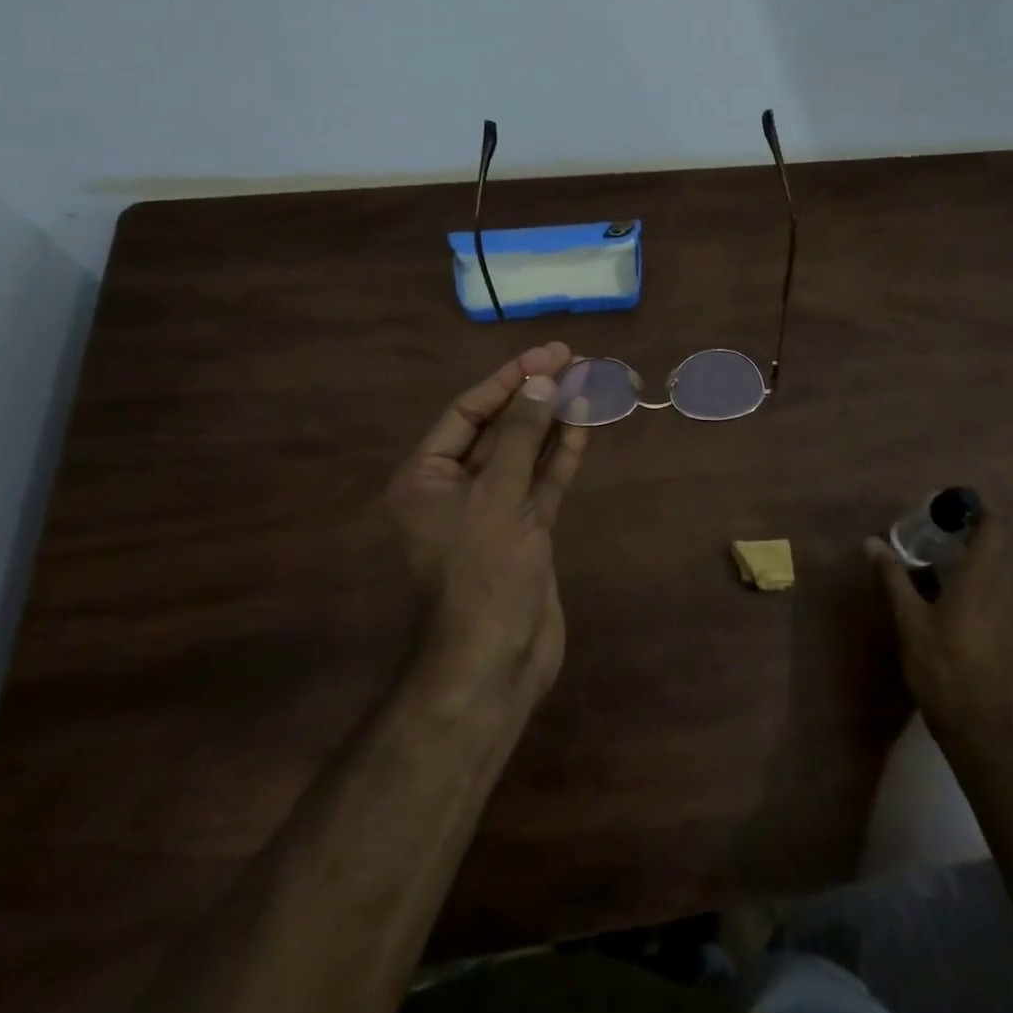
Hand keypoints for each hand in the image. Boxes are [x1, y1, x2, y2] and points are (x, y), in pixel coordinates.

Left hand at [385, 343, 589, 702]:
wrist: (497, 658)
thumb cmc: (484, 570)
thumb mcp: (499, 495)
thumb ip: (522, 436)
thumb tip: (540, 382)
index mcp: (426, 476)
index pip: (467, 411)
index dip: (507, 379)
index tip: (546, 353)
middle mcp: (455, 487)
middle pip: (498, 428)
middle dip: (534, 395)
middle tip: (572, 360)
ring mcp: (493, 508)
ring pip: (525, 452)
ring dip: (554, 420)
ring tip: (587, 382)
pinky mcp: (524, 528)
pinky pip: (543, 481)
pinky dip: (562, 454)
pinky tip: (586, 424)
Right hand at [868, 513, 1012, 746]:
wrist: (977, 726)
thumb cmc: (941, 667)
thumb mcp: (909, 620)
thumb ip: (893, 577)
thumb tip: (872, 542)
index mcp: (982, 579)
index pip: (995, 527)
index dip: (975, 511)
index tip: (945, 509)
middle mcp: (1003, 589)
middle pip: (999, 544)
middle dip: (971, 530)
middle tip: (934, 531)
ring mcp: (1009, 612)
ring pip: (1000, 567)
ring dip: (976, 554)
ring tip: (938, 557)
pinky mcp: (1008, 630)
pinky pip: (998, 588)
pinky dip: (979, 577)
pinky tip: (949, 591)